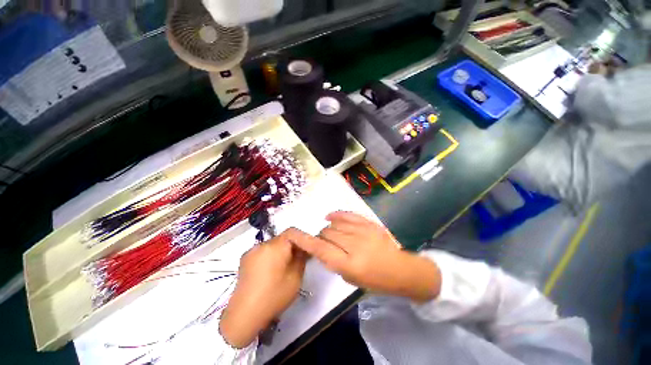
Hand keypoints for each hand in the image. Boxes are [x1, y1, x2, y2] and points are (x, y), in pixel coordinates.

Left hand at [220, 230, 307, 347]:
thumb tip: (303, 249)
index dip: (302, 238)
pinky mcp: (245, 260)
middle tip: (298, 259)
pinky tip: (272, 271)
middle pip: (282, 238)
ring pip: (273, 245)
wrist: (244, 316)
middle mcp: (261, 244)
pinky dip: (271, 256)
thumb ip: (302, 258)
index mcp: (275, 246)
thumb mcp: (296, 277)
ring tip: (285, 267)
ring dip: (281, 251)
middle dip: (292, 246)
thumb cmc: (274, 295)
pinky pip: (263, 252)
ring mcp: (251, 252)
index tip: (307, 249)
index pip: (292, 232)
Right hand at [287, 211, 440, 302]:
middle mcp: (355, 245)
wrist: (400, 269)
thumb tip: (322, 247)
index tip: (297, 237)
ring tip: (331, 233)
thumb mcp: (350, 278)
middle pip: (327, 234)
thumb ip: (333, 261)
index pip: (321, 250)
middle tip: (324, 242)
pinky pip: (347, 215)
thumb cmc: (375, 280)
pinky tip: (330, 217)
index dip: (307, 242)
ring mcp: (363, 232)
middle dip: (321, 237)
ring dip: (329, 229)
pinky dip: (336, 215)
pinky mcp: (369, 223)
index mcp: (350, 264)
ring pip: (335, 224)